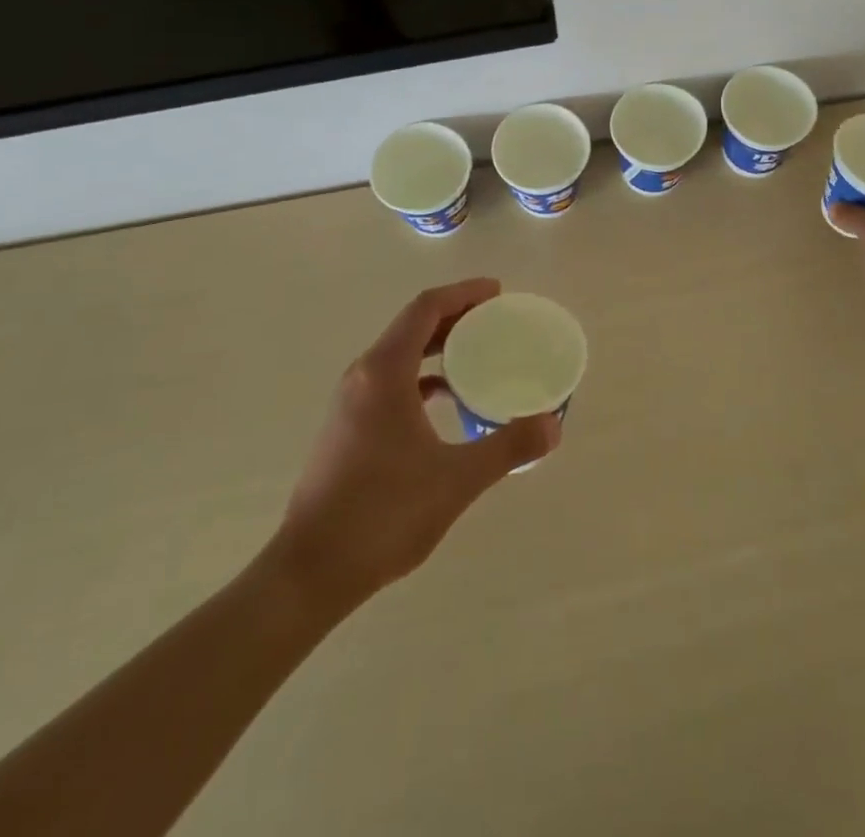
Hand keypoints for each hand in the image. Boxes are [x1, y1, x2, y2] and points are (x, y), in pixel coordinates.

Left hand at [268, 279, 559, 607]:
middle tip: (497, 318)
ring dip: (438, 344)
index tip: (498, 292)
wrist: (310, 572)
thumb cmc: (382, 515)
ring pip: (400, 353)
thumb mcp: (456, 480)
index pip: (426, 308)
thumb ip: (507, 447)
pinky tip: (447, 398)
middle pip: (412, 324)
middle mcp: (362, 376)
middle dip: (456, 314)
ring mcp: (350, 402)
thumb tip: (553, 426)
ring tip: (479, 352)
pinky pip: (391, 381)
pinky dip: (423, 375)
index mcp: (384, 373)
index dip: (463, 293)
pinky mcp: (347, 427)